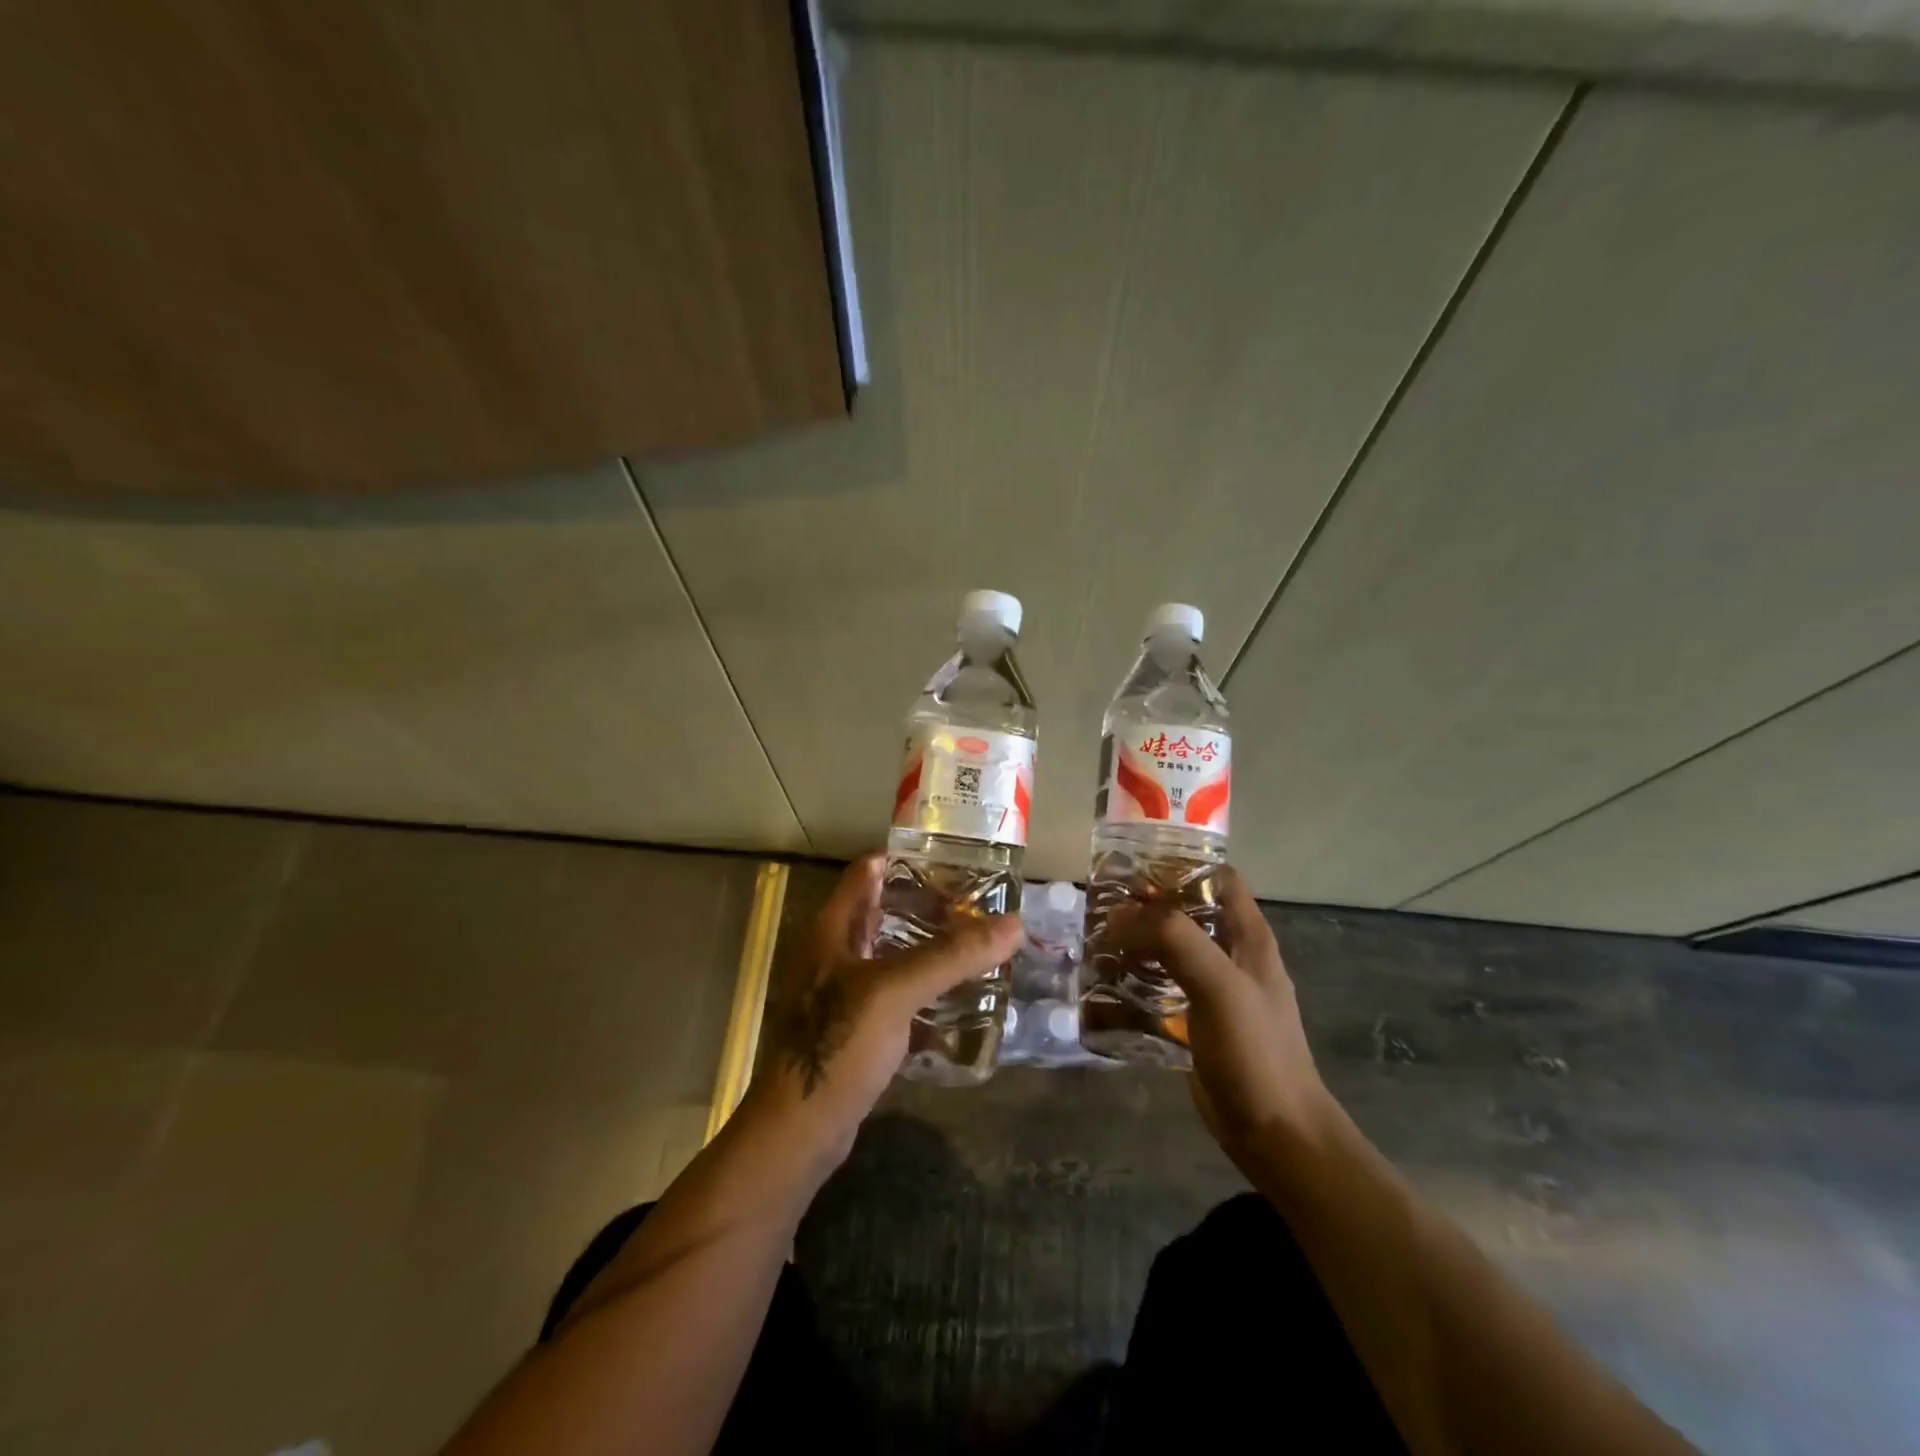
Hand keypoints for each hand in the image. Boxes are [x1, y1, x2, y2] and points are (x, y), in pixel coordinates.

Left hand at [751, 853, 1020, 1163]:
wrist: (800, 1131)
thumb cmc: (838, 1045)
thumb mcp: (895, 991)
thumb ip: (951, 955)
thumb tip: (1014, 924)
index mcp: (832, 928)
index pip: (869, 870)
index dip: (909, 858)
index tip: (957, 859)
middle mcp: (835, 951)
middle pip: (885, 909)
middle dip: (930, 903)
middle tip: (981, 902)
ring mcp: (844, 990)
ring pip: (893, 951)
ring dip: (930, 944)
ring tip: (980, 941)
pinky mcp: (857, 1025)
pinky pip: (897, 990)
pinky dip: (925, 983)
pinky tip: (960, 991)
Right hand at [1116, 868, 1330, 1165]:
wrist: (1275, 1132)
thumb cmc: (1255, 1051)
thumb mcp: (1219, 984)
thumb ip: (1176, 939)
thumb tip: (1122, 915)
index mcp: (1248, 936)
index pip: (1217, 877)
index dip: (1180, 866)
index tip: (1134, 867)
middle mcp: (1232, 954)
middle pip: (1187, 910)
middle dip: (1147, 903)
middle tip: (1102, 903)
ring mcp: (1214, 988)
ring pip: (1171, 947)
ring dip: (1137, 940)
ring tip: (1097, 937)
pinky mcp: (1196, 1018)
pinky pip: (1162, 984)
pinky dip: (1137, 976)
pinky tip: (1108, 981)